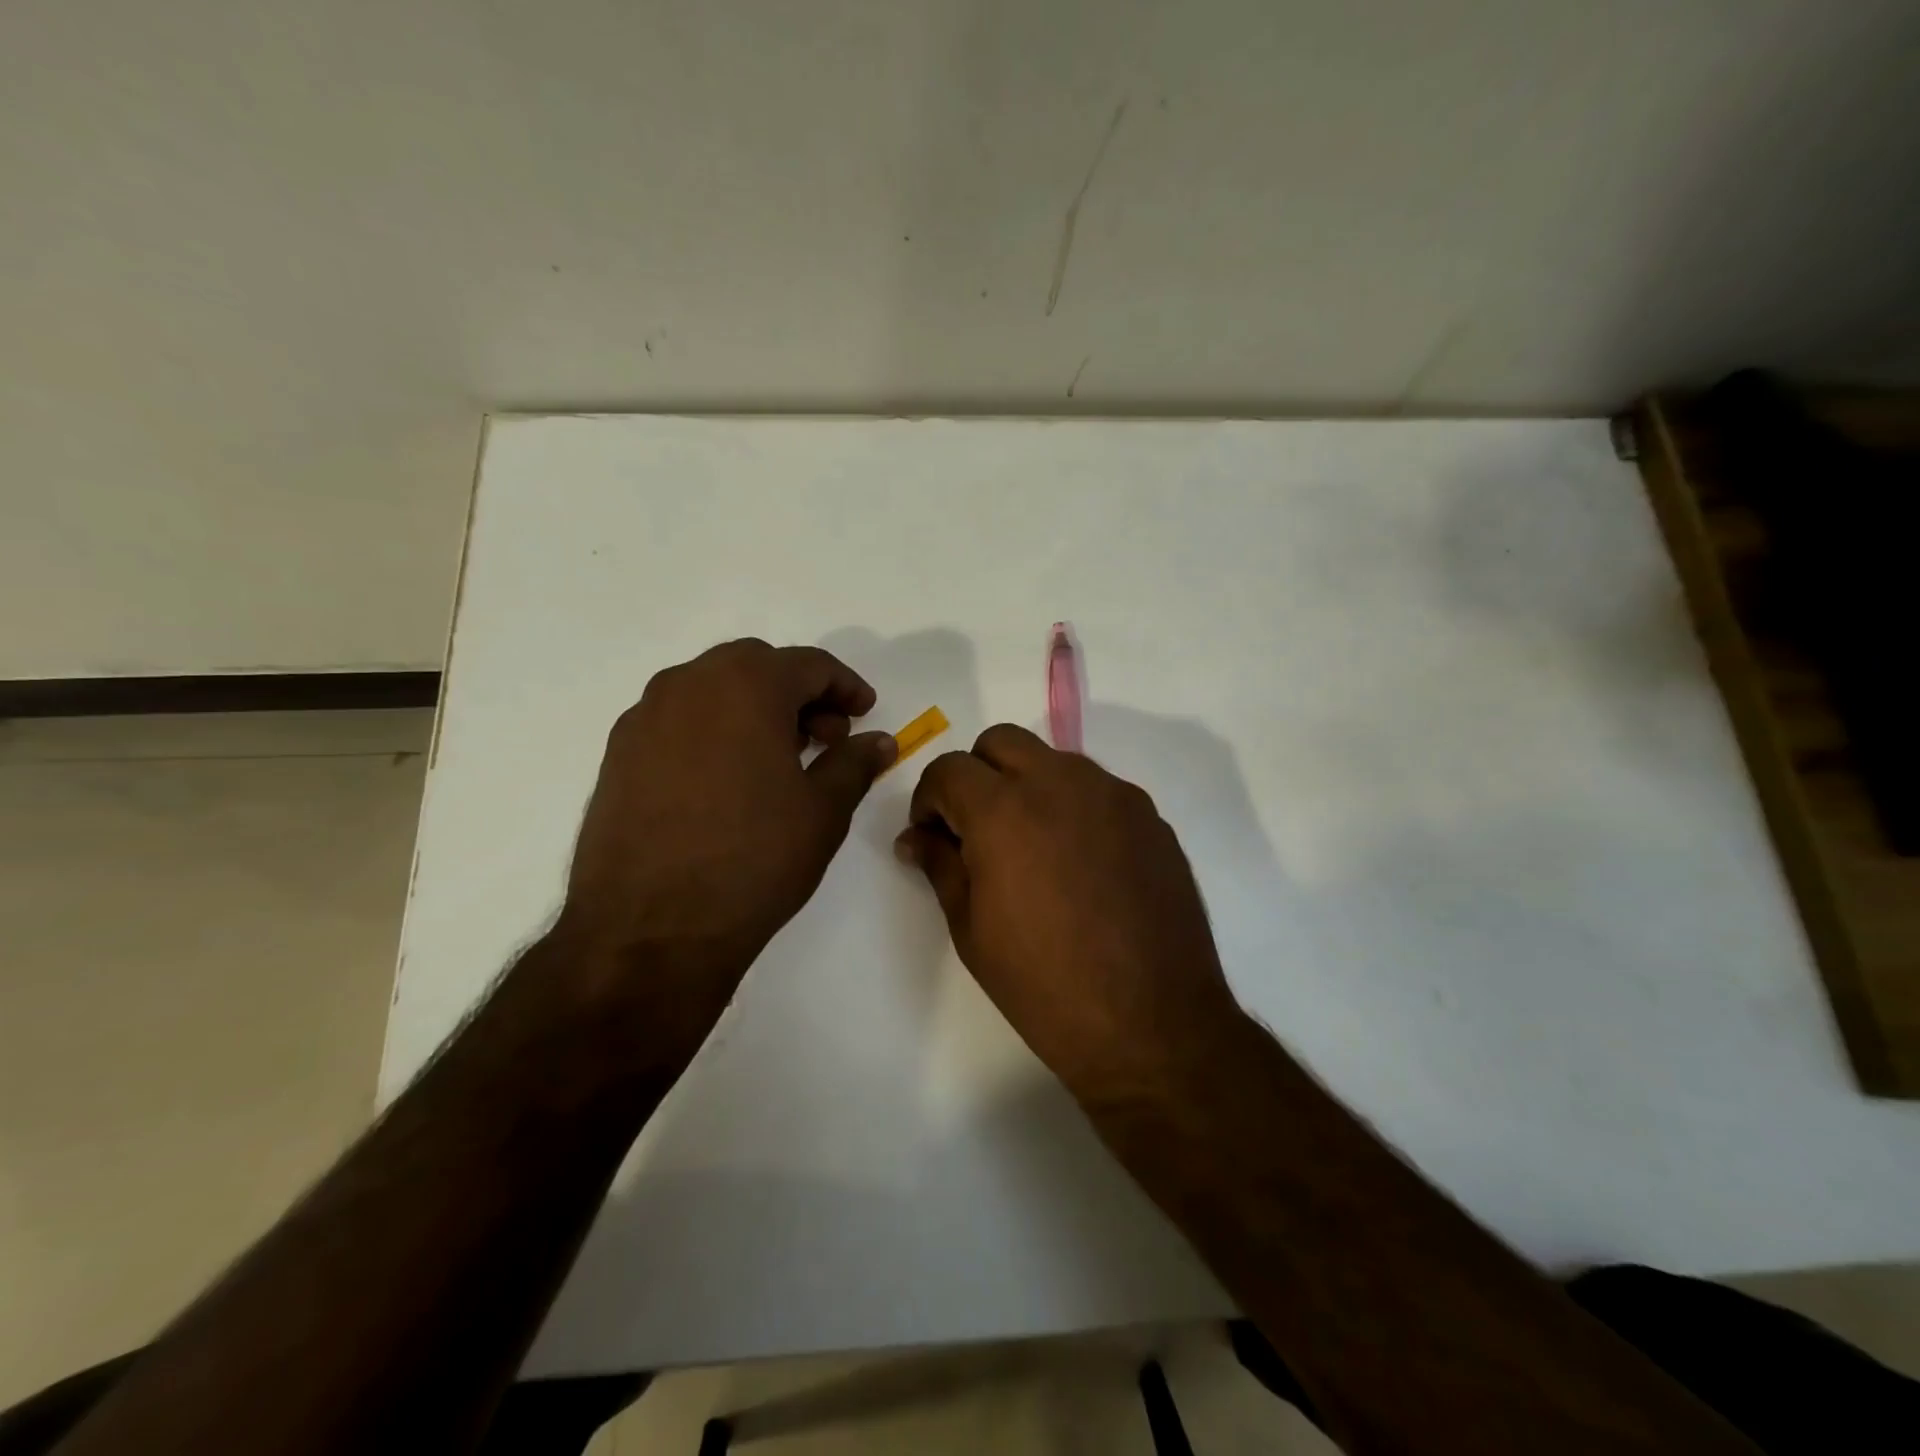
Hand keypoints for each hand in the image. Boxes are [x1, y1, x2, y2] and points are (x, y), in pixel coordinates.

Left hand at [555, 639, 894, 1046]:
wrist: (649, 930)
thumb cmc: (753, 860)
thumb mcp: (823, 811)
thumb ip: (855, 763)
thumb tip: (880, 740)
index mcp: (745, 685)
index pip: (809, 664)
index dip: (846, 687)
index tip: (865, 714)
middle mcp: (688, 684)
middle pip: (757, 667)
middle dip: (800, 695)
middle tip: (827, 739)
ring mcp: (645, 718)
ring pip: (713, 690)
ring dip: (755, 709)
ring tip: (781, 761)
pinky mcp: (618, 754)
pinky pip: (679, 721)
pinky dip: (715, 731)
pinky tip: (730, 781)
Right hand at [895, 724, 1243, 1097]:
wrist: (1152, 1023)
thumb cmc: (1045, 985)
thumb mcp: (971, 929)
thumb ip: (940, 866)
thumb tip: (916, 838)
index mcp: (1004, 810)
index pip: (948, 769)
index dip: (929, 799)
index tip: (932, 835)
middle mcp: (1060, 783)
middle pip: (1001, 742)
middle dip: (976, 775)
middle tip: (976, 829)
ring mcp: (1113, 795)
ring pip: (1053, 760)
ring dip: (1027, 784)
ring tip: (1031, 846)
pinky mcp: (1149, 815)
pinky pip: (1097, 789)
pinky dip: (1072, 806)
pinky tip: (1078, 862)